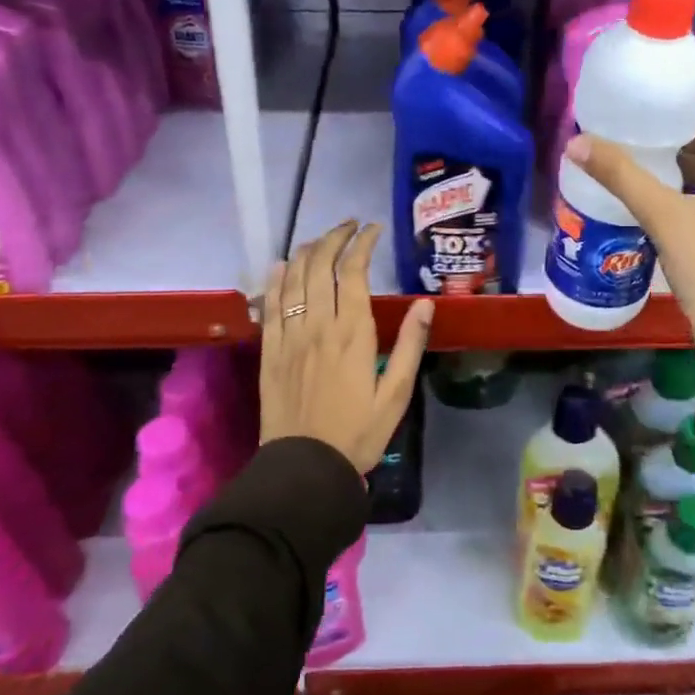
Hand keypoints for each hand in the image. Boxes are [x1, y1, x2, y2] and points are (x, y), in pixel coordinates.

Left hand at [260, 220, 433, 475]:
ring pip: (293, 278)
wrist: (305, 467)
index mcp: (352, 333)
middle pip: (320, 265)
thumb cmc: (358, 433)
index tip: (373, 230)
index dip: (363, 243)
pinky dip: (275, 279)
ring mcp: (289, 336)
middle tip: (349, 227)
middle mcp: (318, 325)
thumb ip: (410, 345)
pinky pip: (269, 304)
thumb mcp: (396, 394)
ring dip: (307, 251)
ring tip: (321, 239)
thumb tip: (425, 303)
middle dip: (335, 237)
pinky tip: (280, 266)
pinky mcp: (269, 350)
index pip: (354, 271)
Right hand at [567, 106, 694, 379]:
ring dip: (682, 166)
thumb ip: (622, 176)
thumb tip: (576, 144)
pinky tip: (656, 191)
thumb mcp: (665, 217)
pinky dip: (691, 192)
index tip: (644, 105)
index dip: (682, 111)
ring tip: (637, 154)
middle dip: (678, 140)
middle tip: (633, 129)